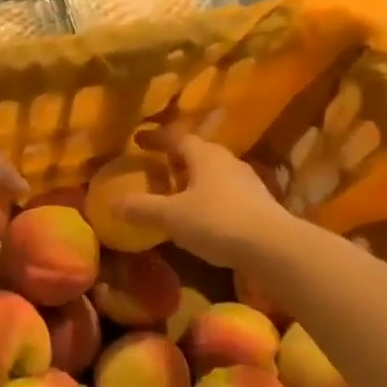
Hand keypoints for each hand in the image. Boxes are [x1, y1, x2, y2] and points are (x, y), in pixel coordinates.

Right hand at [123, 134, 290, 270]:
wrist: (272, 247)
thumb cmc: (217, 222)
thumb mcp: (171, 216)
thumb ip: (142, 208)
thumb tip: (113, 204)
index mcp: (205, 156)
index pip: (177, 138)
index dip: (156, 138)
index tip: (138, 140)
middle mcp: (228, 162)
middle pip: (199, 154)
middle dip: (177, 160)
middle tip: (158, 169)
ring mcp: (248, 183)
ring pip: (214, 174)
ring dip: (195, 180)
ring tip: (178, 195)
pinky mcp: (260, 205)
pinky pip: (227, 194)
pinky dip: (210, 199)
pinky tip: (203, 217)